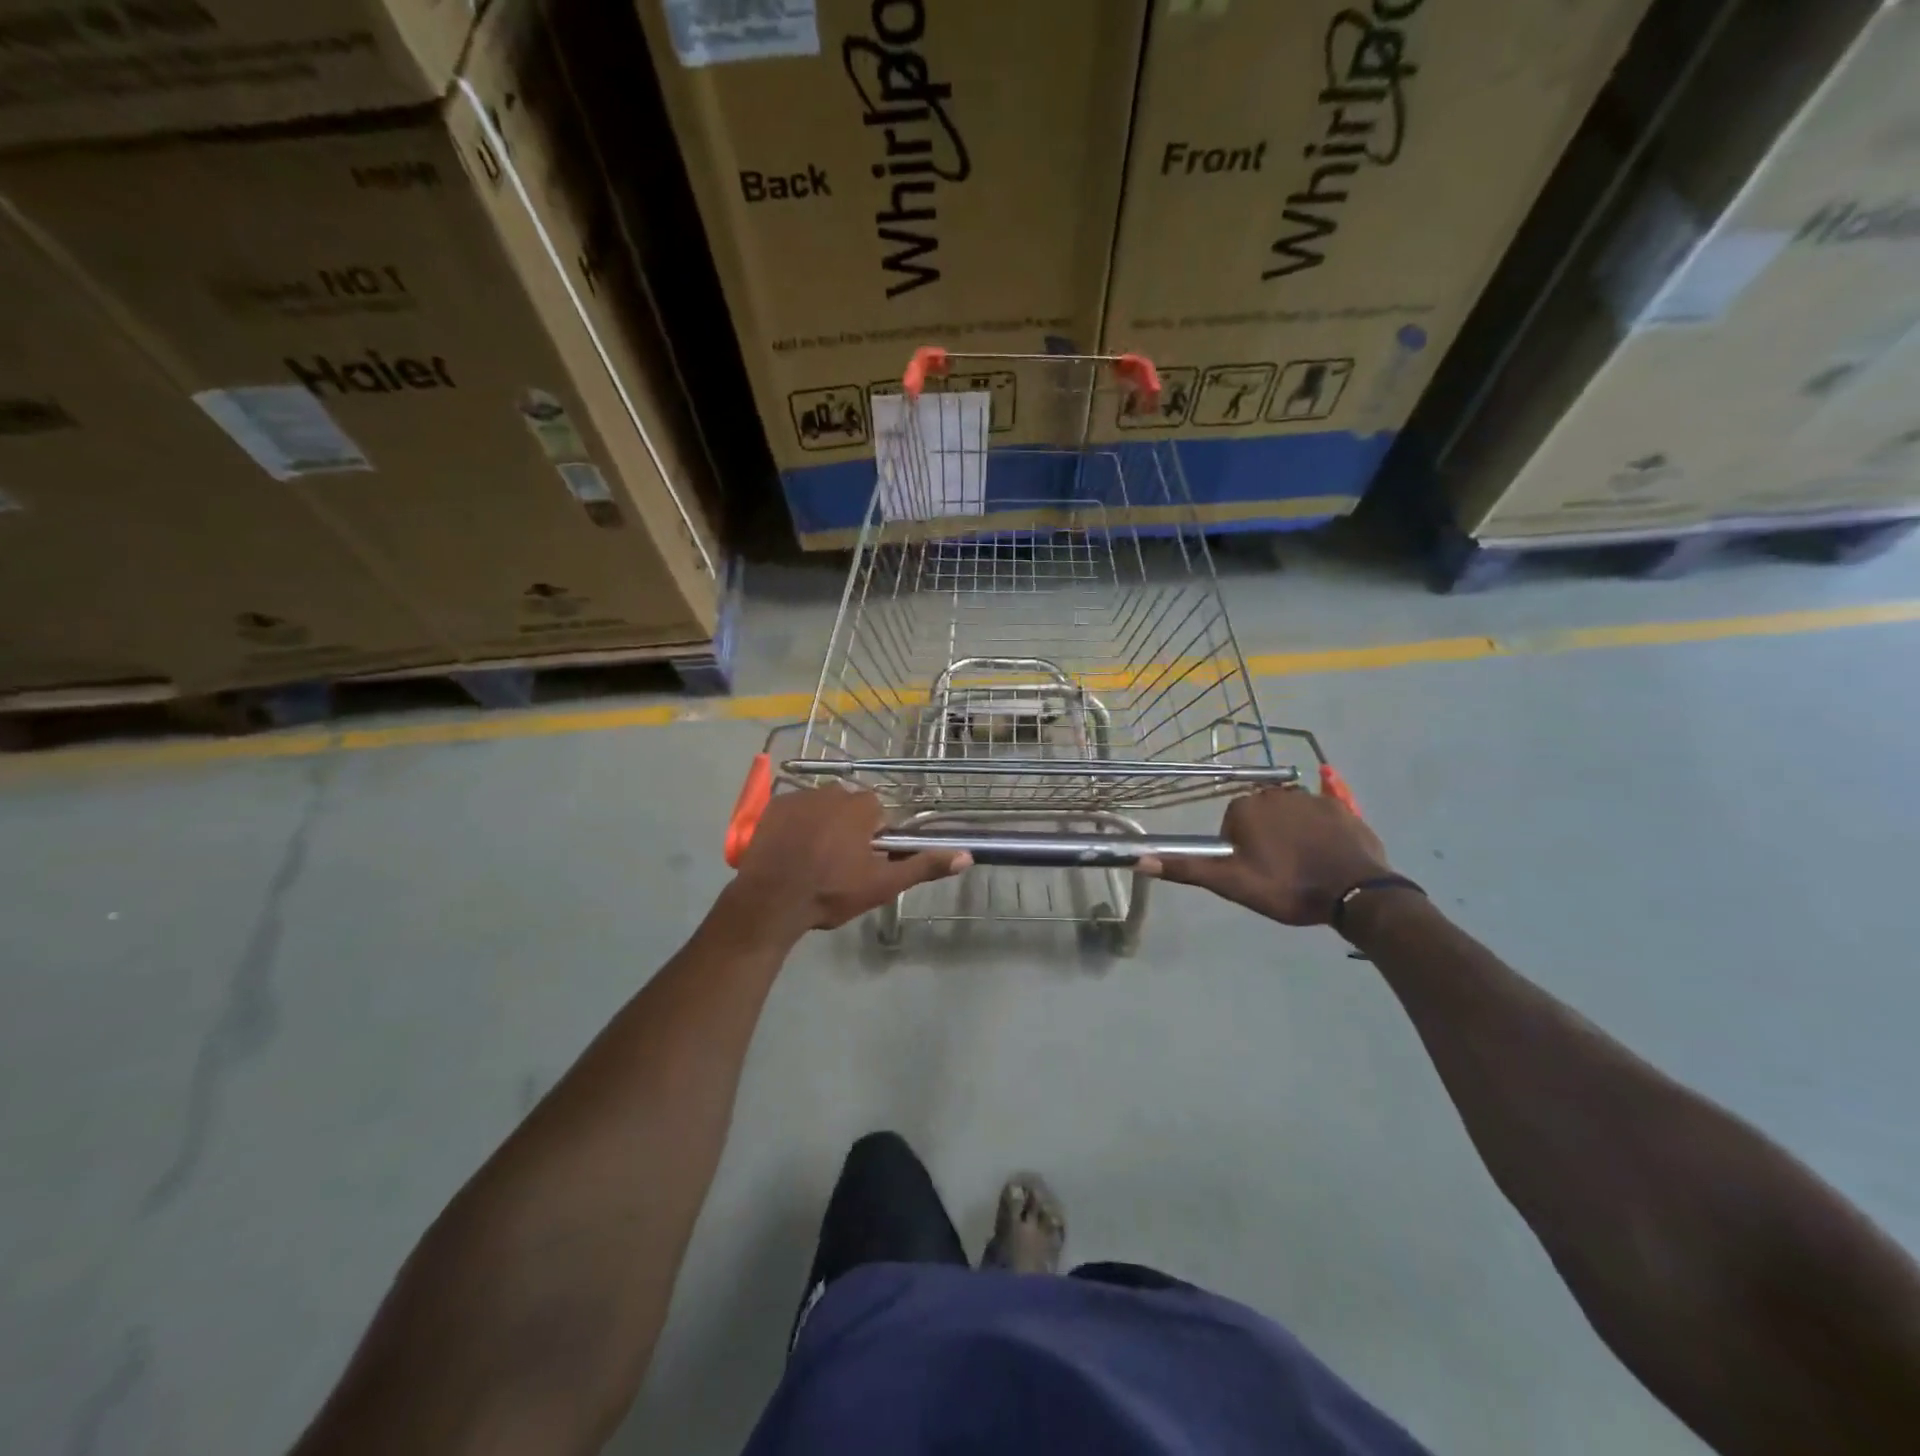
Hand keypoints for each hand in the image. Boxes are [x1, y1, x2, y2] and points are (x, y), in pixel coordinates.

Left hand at [729, 787, 969, 934]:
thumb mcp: (882, 884)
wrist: (770, 900)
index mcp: (861, 807)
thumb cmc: (831, 891)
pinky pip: (793, 812)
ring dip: (821, 826)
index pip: (877, 813)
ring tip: (810, 861)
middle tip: (837, 864)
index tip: (864, 862)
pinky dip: (794, 827)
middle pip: (848, 807)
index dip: (873, 838)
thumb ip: (923, 866)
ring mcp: (798, 797)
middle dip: (847, 829)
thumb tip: (966, 857)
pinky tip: (789, 852)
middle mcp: (832, 792)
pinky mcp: (772, 808)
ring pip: (820, 808)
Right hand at [1143, 787, 1390, 926]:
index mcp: (1245, 808)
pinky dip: (1320, 826)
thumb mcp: (1232, 884)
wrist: (1355, 893)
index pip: (1232, 825)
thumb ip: (1187, 869)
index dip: (1240, 851)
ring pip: (1289, 814)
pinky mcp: (1340, 807)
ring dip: (1291, 833)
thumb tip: (1139, 859)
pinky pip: (1322, 811)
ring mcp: (1310, 797)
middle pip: (1260, 816)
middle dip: (1265, 839)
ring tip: (1306, 867)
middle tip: (1279, 872)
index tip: (1254, 873)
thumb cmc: (1287, 887)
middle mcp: (1274, 793)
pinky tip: (1327, 847)